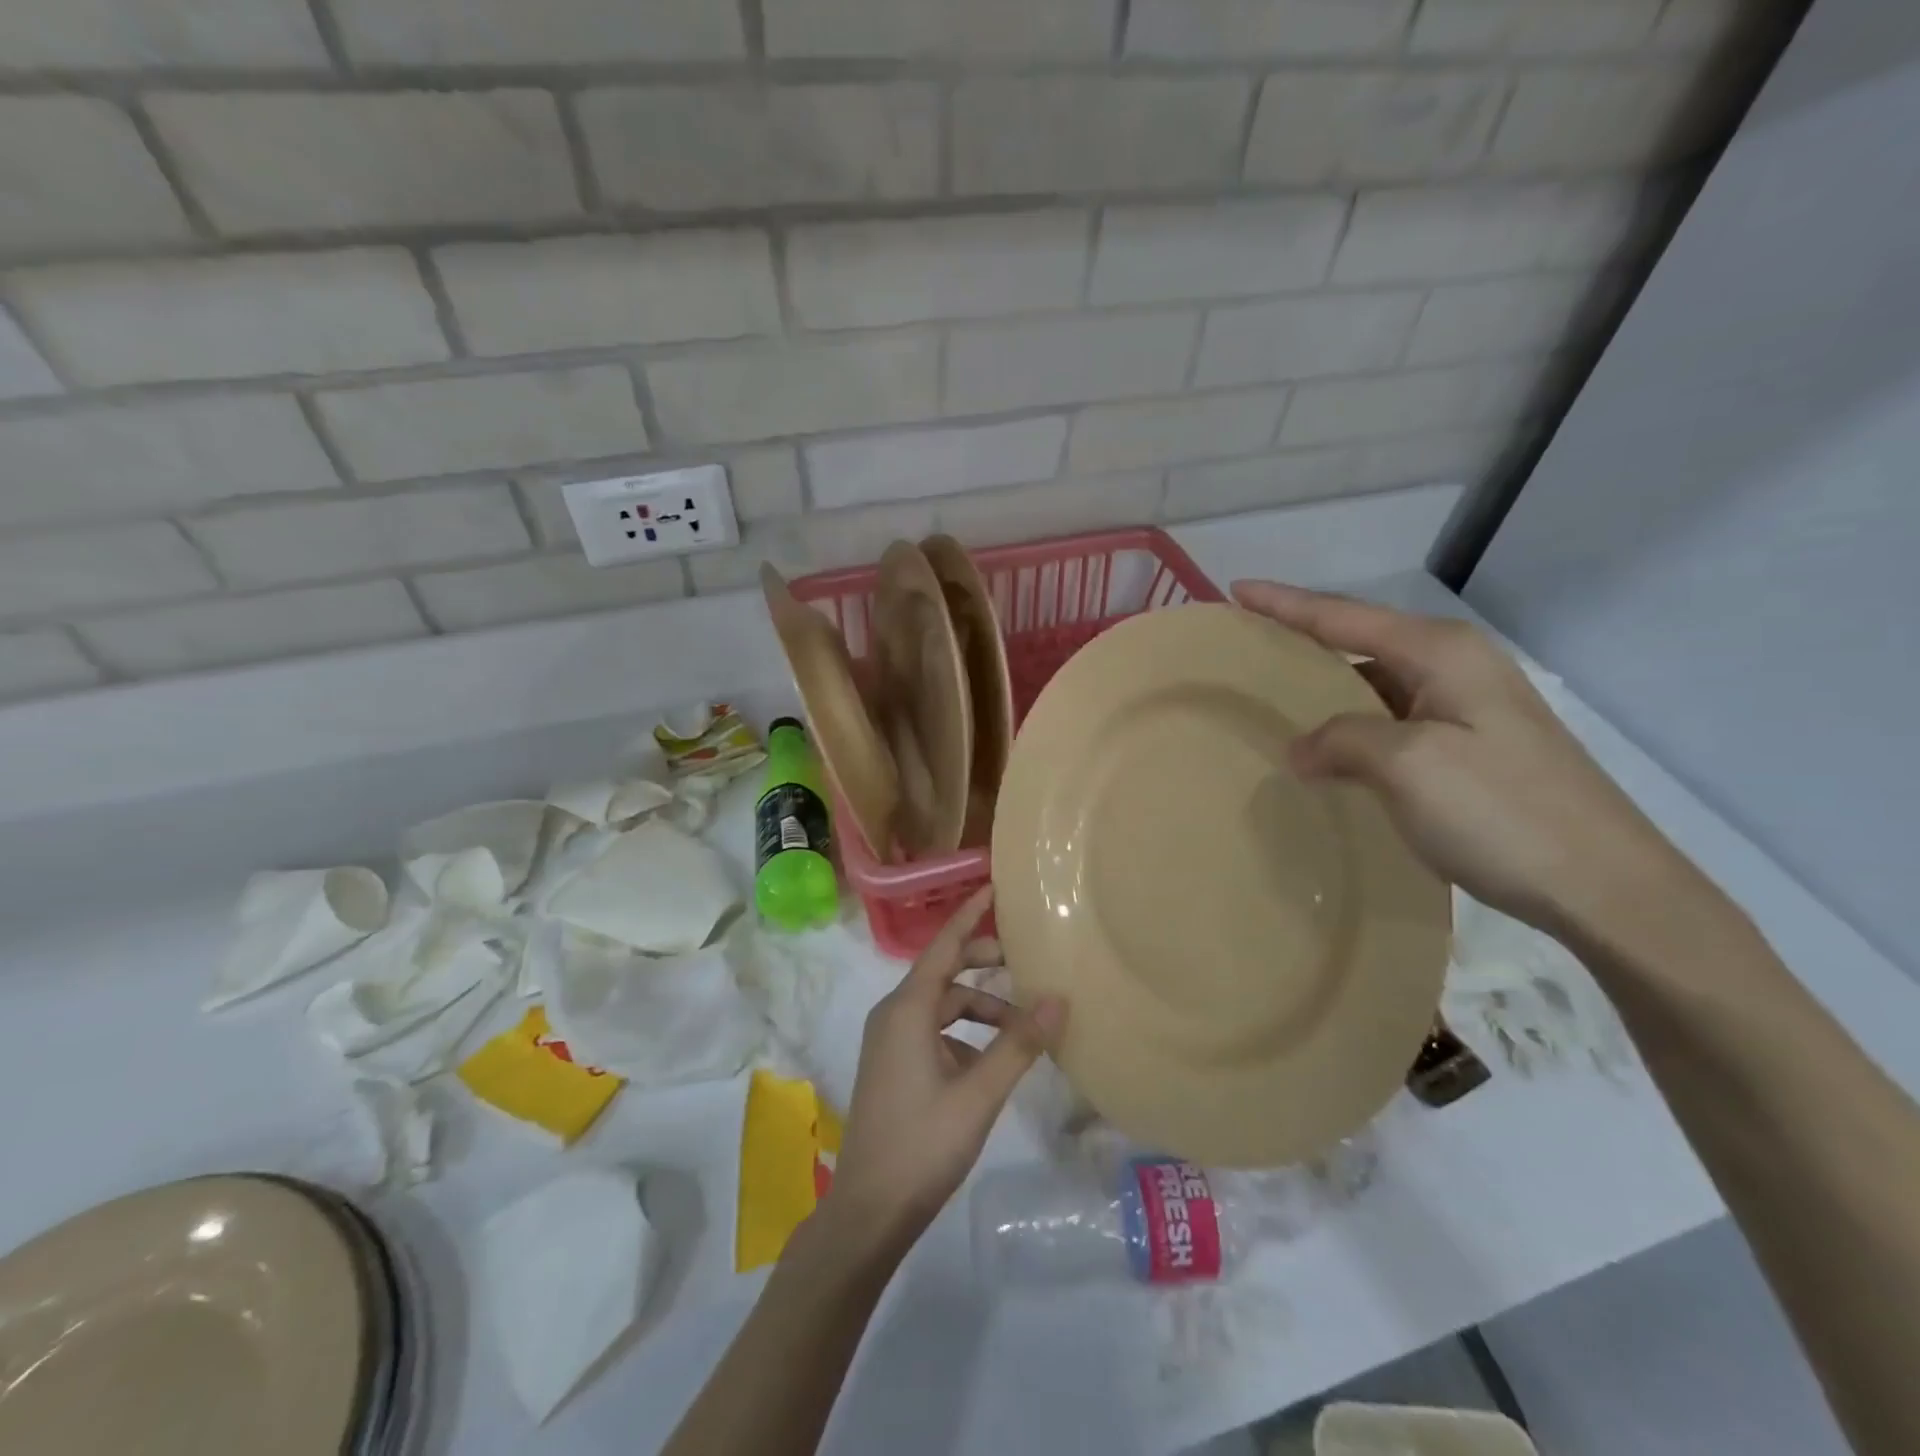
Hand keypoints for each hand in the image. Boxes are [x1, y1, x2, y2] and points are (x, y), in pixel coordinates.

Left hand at [819, 887, 1065, 1260]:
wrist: (869, 1210)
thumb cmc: (923, 1144)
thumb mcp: (978, 1094)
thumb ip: (1019, 1045)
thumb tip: (1059, 1000)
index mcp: (907, 1009)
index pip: (944, 945)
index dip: (969, 914)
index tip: (993, 885)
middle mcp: (894, 1014)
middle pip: (945, 973)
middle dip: (984, 964)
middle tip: (1027, 964)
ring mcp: (891, 1041)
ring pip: (943, 1006)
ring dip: (981, 1008)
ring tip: (1023, 1026)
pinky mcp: (894, 1064)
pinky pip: (935, 1031)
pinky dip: (966, 1034)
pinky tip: (994, 1062)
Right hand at [1232, 580, 1704, 939]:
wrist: (1605, 887)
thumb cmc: (1501, 811)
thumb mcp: (1406, 766)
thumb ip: (1340, 740)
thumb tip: (1300, 748)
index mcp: (1441, 652)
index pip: (1342, 615)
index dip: (1285, 603)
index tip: (1236, 588)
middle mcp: (1456, 666)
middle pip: (1360, 639)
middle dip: (1302, 638)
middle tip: (1247, 643)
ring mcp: (1469, 707)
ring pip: (1375, 682)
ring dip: (1326, 686)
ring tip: (1274, 695)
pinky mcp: (1472, 746)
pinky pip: (1391, 718)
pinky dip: (1352, 724)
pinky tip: (1329, 746)